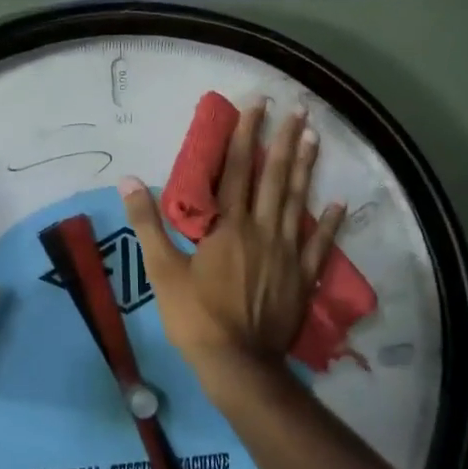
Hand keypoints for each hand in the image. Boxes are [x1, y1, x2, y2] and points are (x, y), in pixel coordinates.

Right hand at [121, 102, 343, 400]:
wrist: (237, 364)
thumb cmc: (195, 316)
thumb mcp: (162, 270)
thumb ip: (147, 223)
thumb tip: (129, 181)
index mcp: (228, 226)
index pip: (237, 170)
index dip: (245, 135)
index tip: (256, 104)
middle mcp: (262, 230)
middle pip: (274, 177)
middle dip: (283, 140)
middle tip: (297, 108)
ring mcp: (286, 253)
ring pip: (297, 202)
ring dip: (306, 168)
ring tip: (315, 137)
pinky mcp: (302, 277)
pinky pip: (319, 244)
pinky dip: (329, 223)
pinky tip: (338, 203)